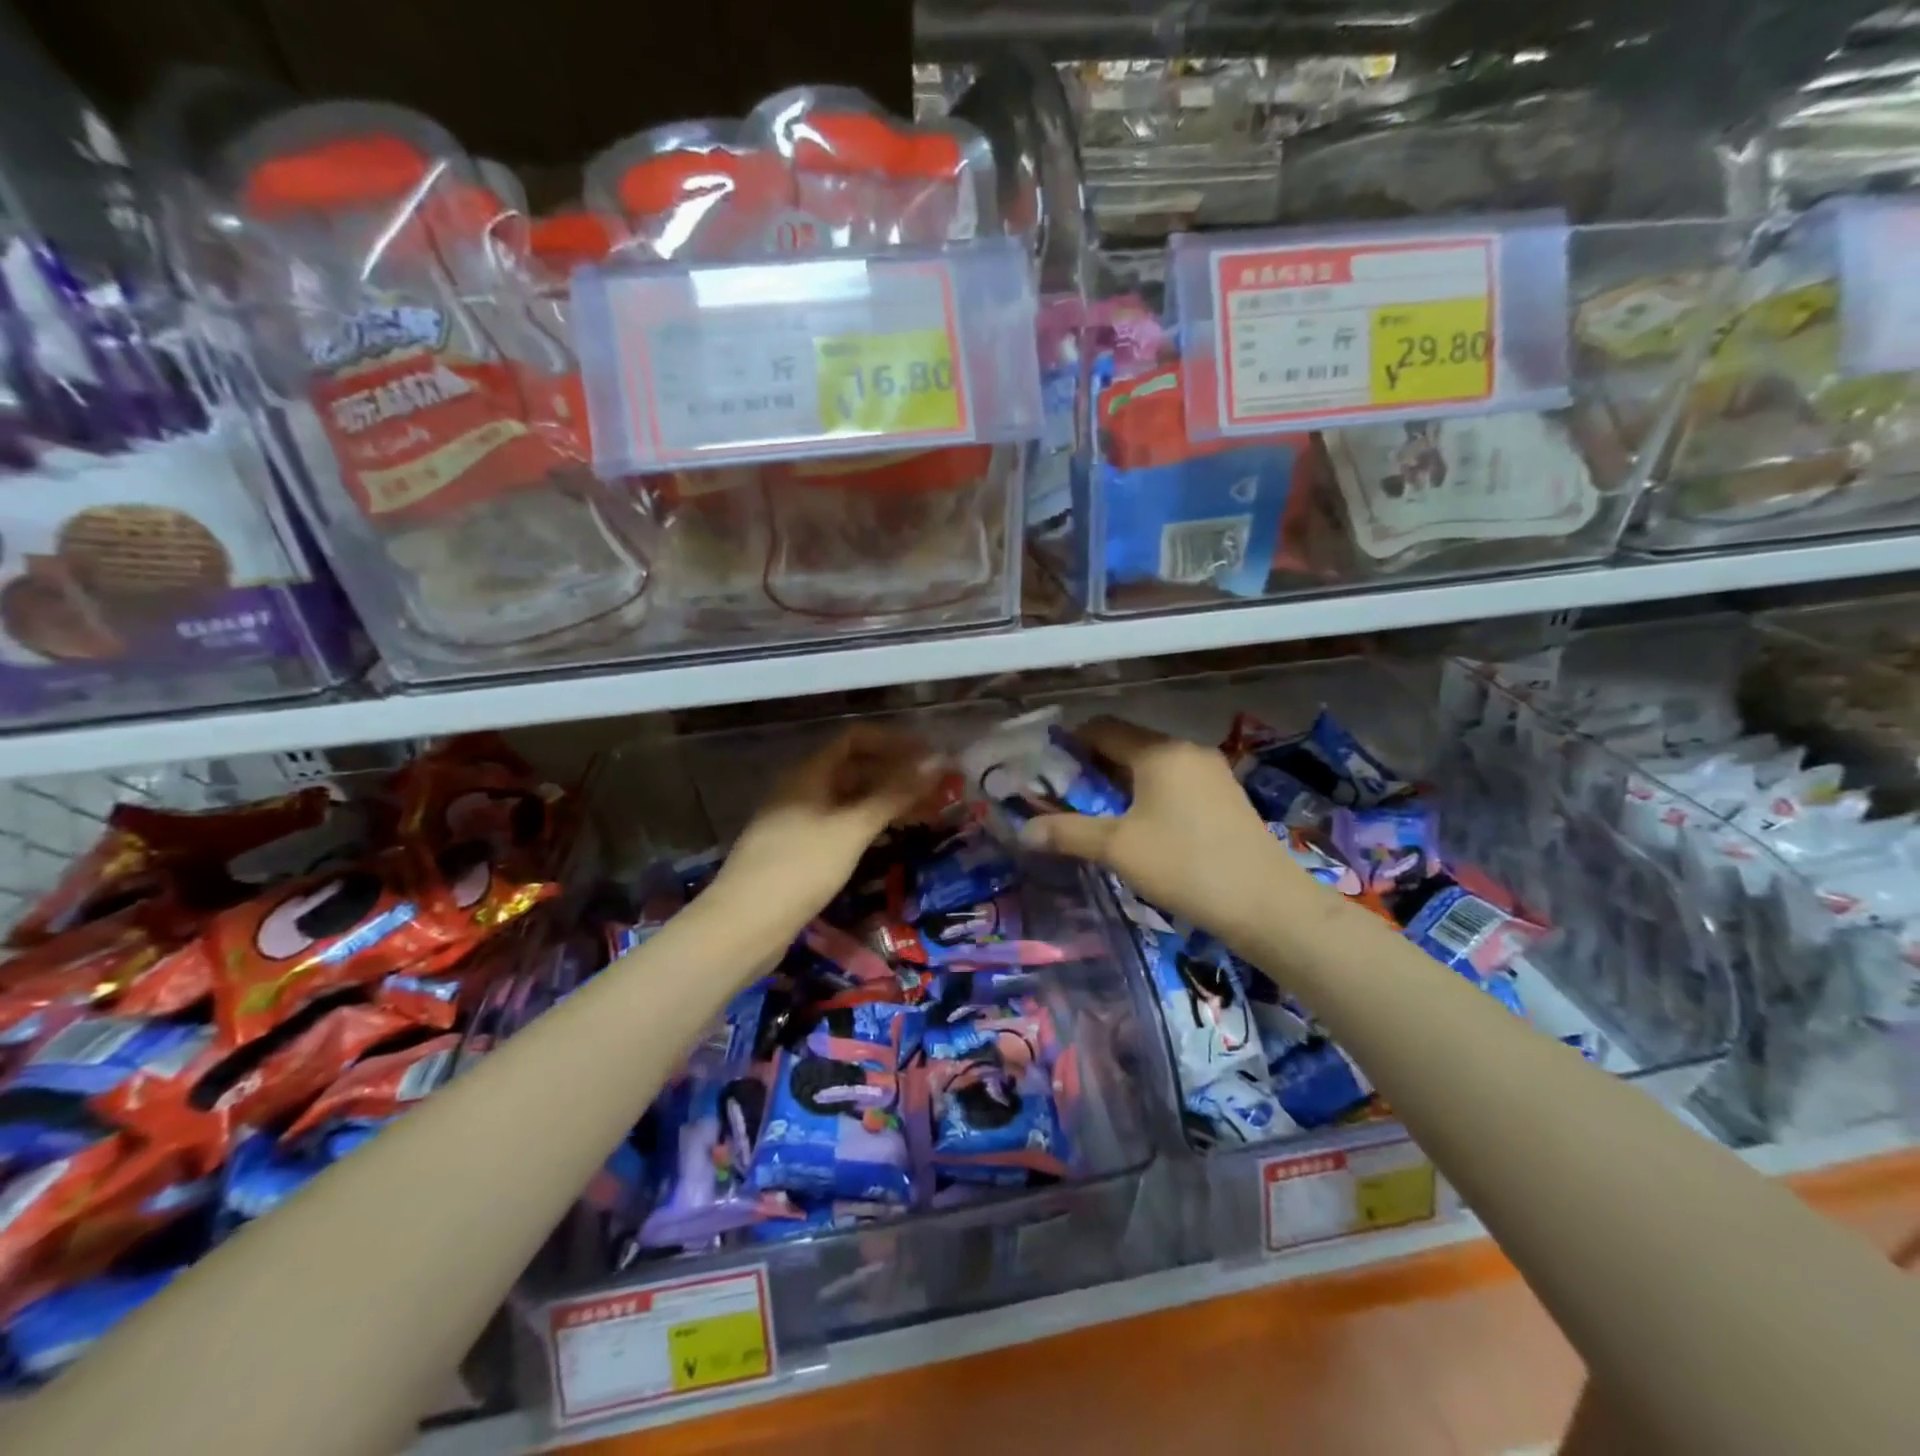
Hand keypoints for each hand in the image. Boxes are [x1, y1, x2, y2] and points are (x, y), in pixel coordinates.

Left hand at [709, 724, 940, 937]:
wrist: (744, 925)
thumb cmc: (800, 868)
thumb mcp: (852, 829)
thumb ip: (894, 795)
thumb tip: (936, 763)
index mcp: (808, 773)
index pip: (855, 738)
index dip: (893, 741)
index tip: (929, 755)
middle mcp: (801, 789)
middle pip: (853, 767)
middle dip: (895, 773)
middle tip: (936, 788)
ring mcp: (798, 820)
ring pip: (849, 798)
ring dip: (885, 800)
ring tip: (924, 812)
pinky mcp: (798, 850)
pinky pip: (840, 823)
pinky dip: (868, 823)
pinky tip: (889, 837)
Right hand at [1017, 716, 1309, 940]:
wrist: (1267, 904)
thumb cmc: (1185, 865)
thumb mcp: (1117, 848)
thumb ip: (1067, 833)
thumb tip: (1023, 831)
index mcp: (1159, 751)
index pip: (1103, 728)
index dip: (1070, 743)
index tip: (1046, 769)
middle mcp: (1186, 751)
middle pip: (1128, 745)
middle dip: (1093, 767)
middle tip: (1065, 796)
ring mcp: (1212, 773)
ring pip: (1152, 766)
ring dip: (1121, 783)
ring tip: (1098, 815)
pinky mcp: (1226, 797)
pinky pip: (1175, 783)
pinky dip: (1149, 795)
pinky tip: (1141, 827)